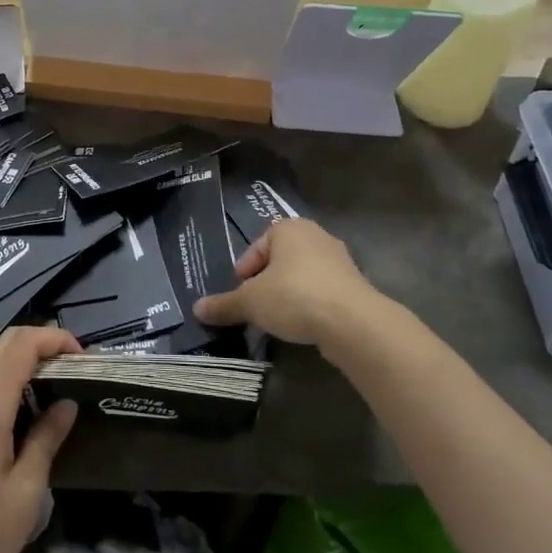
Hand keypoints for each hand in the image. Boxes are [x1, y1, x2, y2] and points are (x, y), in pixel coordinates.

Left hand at [0, 326, 79, 552]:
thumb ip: (47, 440)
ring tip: (61, 385)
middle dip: (43, 343)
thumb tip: (67, 404)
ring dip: (28, 361)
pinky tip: (32, 408)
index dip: (55, 339)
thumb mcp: (25, 492)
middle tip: (76, 367)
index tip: (85, 358)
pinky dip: (13, 380)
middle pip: (6, 344)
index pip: (22, 344)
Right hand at [192, 218, 383, 351]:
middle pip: (280, 260)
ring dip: (288, 294)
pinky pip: (322, 291)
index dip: (244, 271)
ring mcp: (339, 259)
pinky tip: (303, 324)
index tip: (239, 294)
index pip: (256, 247)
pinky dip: (310, 304)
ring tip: (277, 319)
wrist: (352, 322)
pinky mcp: (354, 284)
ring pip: (302, 275)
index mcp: (288, 228)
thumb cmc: (294, 296)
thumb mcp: (251, 302)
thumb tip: (196, 309)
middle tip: (255, 306)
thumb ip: (224, 304)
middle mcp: (315, 235)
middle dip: (266, 282)